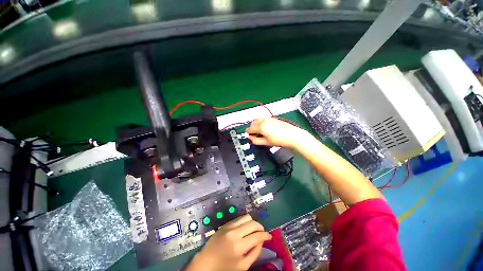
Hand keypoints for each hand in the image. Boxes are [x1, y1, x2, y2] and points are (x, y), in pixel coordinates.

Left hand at [186, 215, 271, 270]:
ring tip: (253, 230)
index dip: (266, 235)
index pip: (257, 236)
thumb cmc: (225, 267)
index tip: (270, 236)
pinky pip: (239, 218)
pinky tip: (245, 228)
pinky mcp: (225, 224)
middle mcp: (235, 232)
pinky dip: (245, 222)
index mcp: (239, 246)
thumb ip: (254, 253)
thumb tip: (261, 241)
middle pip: (253, 223)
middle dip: (260, 227)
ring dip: (253, 223)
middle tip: (262, 233)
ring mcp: (229, 226)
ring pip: (246, 217)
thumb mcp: (242, 266)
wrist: (206, 262)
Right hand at [246, 118, 308, 148]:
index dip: (248, 133)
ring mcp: (269, 119)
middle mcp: (264, 121)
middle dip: (252, 127)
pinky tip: (266, 129)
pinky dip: (262, 123)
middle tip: (254, 134)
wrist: (293, 136)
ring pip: (259, 120)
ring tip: (260, 132)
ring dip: (256, 124)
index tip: (249, 136)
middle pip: (253, 122)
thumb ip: (256, 140)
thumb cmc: (280, 140)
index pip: (250, 128)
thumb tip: (251, 138)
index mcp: (261, 127)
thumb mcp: (266, 142)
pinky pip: (264, 119)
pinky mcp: (274, 118)